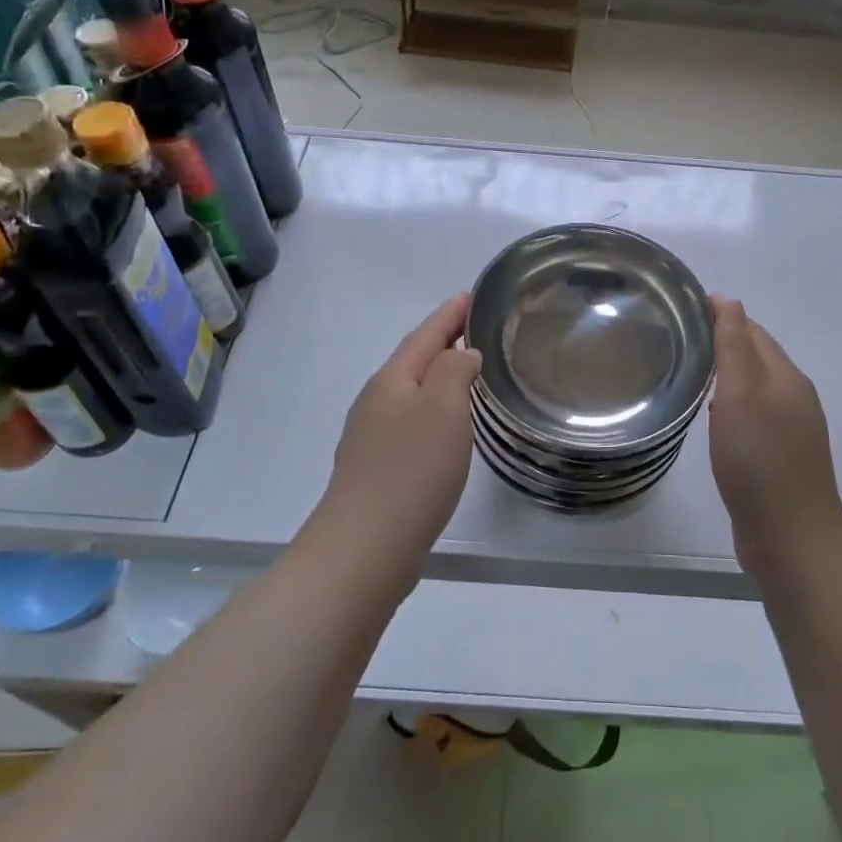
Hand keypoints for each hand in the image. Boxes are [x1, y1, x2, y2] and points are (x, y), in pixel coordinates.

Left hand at [320, 293, 481, 560]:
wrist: (366, 545)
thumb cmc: (411, 469)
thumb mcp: (443, 408)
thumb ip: (455, 370)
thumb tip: (462, 355)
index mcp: (392, 380)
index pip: (425, 335)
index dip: (449, 314)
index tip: (470, 295)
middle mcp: (377, 402)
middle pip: (414, 360)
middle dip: (443, 341)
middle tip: (474, 327)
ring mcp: (373, 437)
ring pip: (412, 392)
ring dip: (438, 376)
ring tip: (466, 370)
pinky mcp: (378, 468)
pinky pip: (411, 422)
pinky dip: (433, 410)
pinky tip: (446, 426)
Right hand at [708, 297, 841, 577]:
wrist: (791, 538)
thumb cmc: (760, 460)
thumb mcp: (741, 395)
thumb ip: (734, 346)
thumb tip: (728, 300)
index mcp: (786, 376)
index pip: (751, 330)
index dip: (719, 316)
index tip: (680, 311)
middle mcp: (794, 396)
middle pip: (756, 355)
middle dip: (722, 341)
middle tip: (676, 338)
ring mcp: (791, 429)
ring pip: (754, 387)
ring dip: (726, 374)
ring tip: (688, 372)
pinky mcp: (780, 456)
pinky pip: (753, 415)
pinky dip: (730, 405)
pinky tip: (711, 417)